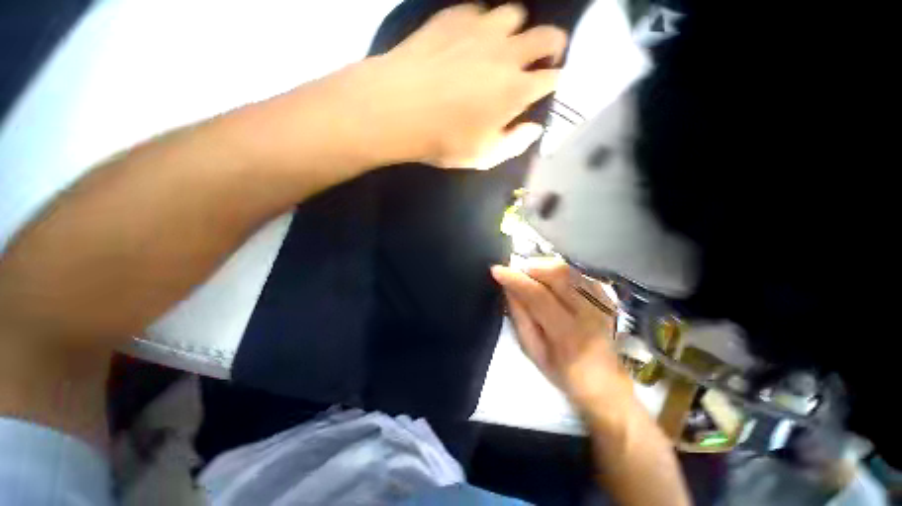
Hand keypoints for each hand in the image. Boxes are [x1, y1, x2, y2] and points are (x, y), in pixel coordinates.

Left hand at [341, 3, 567, 168]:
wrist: (399, 109)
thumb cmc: (444, 140)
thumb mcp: (482, 156)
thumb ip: (513, 143)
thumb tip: (534, 128)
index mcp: (516, 91)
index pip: (552, 79)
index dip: (555, 81)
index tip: (551, 85)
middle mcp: (507, 53)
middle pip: (547, 36)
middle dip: (553, 46)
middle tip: (543, 57)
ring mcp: (482, 30)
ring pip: (516, 14)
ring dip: (517, 30)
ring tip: (504, 45)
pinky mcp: (455, 16)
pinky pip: (481, 9)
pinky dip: (484, 23)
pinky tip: (473, 37)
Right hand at [491, 258, 638, 421]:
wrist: (606, 381)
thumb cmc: (563, 372)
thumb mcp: (534, 351)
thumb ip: (520, 318)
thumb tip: (508, 288)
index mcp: (569, 334)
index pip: (538, 295)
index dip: (515, 279)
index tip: (496, 270)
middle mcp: (590, 312)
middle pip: (558, 274)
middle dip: (530, 267)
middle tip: (515, 272)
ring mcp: (602, 302)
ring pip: (568, 269)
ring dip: (543, 266)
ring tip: (530, 276)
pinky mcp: (606, 296)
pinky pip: (577, 272)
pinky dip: (558, 271)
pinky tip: (549, 281)